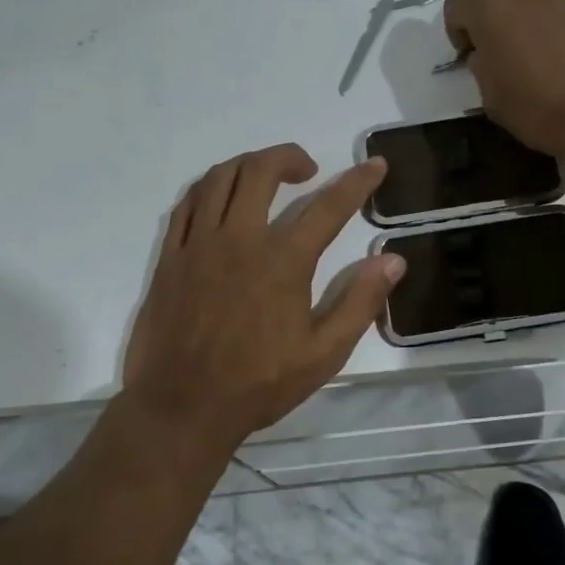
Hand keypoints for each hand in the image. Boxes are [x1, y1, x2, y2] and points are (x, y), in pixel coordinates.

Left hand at [121, 143, 405, 450]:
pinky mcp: (171, 257)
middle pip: (261, 171)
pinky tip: (221, 198)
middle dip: (289, 157)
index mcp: (283, 261)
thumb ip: (360, 302)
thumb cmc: (258, 383)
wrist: (182, 408)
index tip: (375, 165)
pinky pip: (187, 203)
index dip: (357, 182)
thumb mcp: (323, 353)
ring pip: (220, 178)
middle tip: (307, 170)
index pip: (328, 206)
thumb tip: (393, 260)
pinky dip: (210, 187)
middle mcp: (240, 239)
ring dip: (248, 164)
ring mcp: (199, 244)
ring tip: (265, 176)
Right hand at [443, 0, 564, 158]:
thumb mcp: (493, 99)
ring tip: (548, 52)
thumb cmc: (540, 109)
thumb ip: (483, 67)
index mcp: (493, 12)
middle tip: (509, 46)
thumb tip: (487, 54)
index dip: (457, 26)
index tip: (468, 53)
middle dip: (500, 10)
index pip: (458, 1)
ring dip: (536, 15)